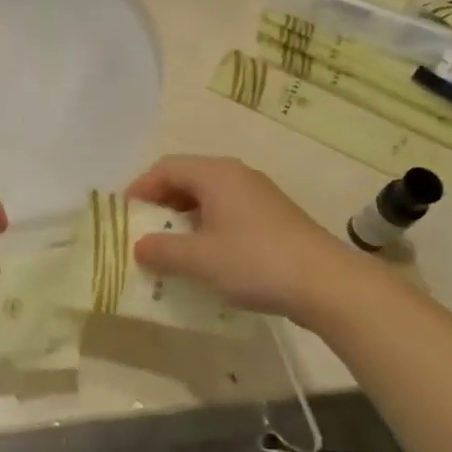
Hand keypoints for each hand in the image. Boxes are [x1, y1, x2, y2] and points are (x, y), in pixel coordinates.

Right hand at [126, 155, 355, 321]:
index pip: (165, 168)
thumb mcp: (199, 259)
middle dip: (160, 205)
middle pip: (186, 179)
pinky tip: (205, 258)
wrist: (326, 283)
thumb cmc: (255, 261)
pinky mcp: (273, 218)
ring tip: (169, 249)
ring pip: (208, 198)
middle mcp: (236, 176)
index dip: (139, 189)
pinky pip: (227, 214)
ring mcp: (258, 196)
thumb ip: (162, 250)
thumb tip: (139, 247)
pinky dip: (207, 229)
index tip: (124, 217)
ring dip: (183, 219)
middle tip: (143, 233)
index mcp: (216, 174)